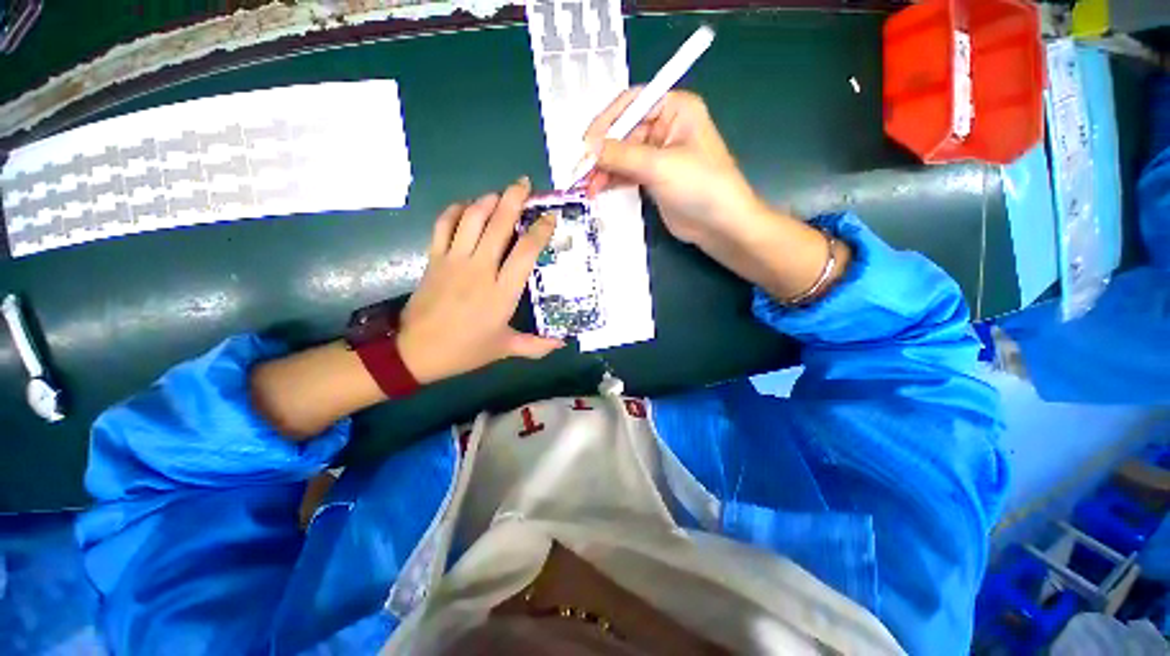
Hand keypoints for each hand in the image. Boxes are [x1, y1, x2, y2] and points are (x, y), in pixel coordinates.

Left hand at [397, 178, 562, 383]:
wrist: (416, 351)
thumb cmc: (466, 350)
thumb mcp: (505, 348)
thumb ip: (536, 346)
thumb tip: (562, 343)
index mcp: (502, 292)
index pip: (526, 251)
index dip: (541, 230)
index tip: (550, 216)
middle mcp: (480, 269)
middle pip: (499, 225)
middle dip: (514, 199)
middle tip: (525, 183)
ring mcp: (454, 260)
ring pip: (472, 219)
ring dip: (487, 200)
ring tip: (499, 193)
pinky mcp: (434, 258)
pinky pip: (444, 225)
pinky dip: (456, 211)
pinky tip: (467, 207)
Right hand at [582, 89, 763, 245]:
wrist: (719, 225)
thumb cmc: (699, 186)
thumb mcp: (659, 166)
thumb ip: (621, 155)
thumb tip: (587, 147)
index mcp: (675, 109)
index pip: (632, 103)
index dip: (606, 121)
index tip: (585, 143)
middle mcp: (665, 127)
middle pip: (623, 132)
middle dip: (602, 152)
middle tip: (581, 171)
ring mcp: (658, 155)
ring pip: (622, 155)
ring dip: (603, 169)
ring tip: (586, 186)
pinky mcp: (653, 178)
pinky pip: (626, 173)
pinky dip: (611, 181)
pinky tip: (597, 190)